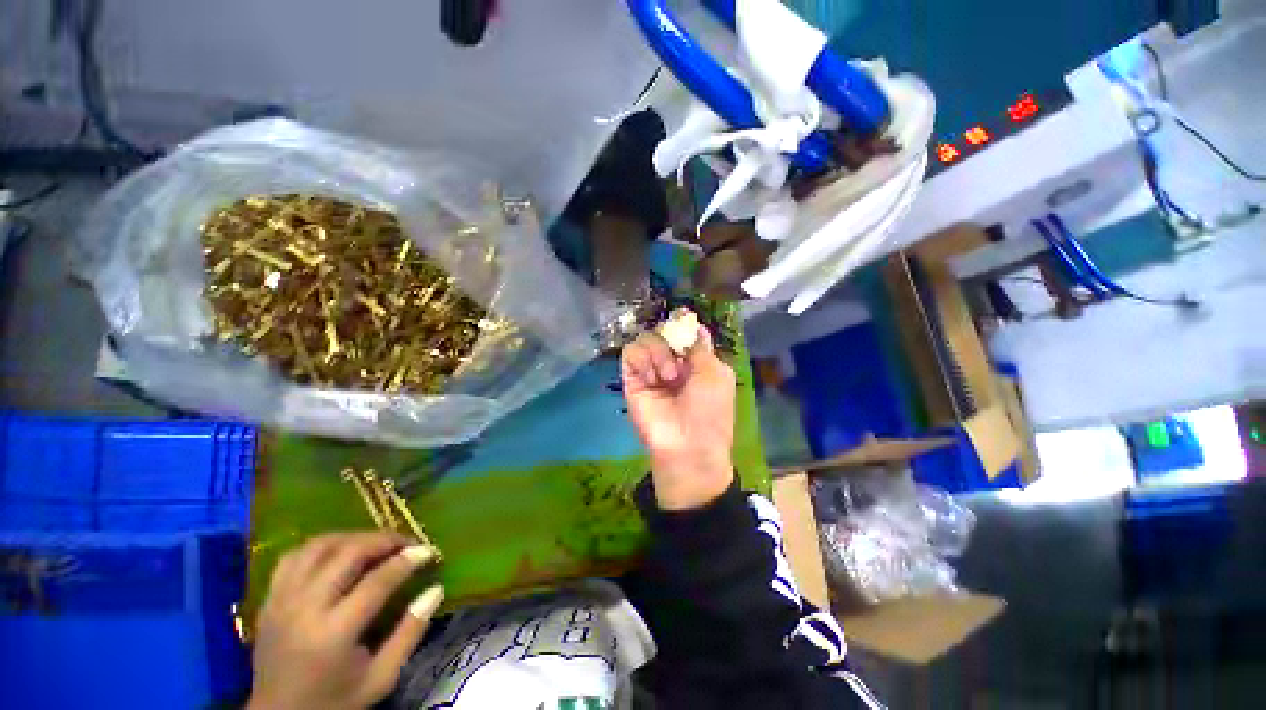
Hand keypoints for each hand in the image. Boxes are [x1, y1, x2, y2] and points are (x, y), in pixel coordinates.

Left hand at [248, 532, 443, 709]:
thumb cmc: (335, 701)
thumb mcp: (381, 677)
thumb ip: (410, 633)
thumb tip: (436, 589)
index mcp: (333, 634)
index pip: (377, 581)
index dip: (408, 560)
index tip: (428, 551)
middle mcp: (304, 609)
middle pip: (348, 553)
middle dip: (385, 540)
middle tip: (407, 542)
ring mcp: (281, 601)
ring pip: (320, 546)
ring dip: (354, 537)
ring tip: (376, 543)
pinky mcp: (269, 599)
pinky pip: (294, 556)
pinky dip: (322, 546)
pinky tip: (339, 552)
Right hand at [621, 325, 735, 510]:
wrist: (687, 445)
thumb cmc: (709, 409)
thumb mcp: (715, 373)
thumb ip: (701, 347)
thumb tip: (694, 325)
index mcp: (695, 362)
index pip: (683, 333)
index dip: (682, 324)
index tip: (682, 318)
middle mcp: (672, 363)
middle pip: (663, 331)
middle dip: (671, 341)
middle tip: (679, 362)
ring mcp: (650, 371)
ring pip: (646, 338)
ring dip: (658, 353)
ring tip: (667, 377)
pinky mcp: (632, 380)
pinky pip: (630, 352)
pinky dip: (642, 359)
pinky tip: (652, 378)